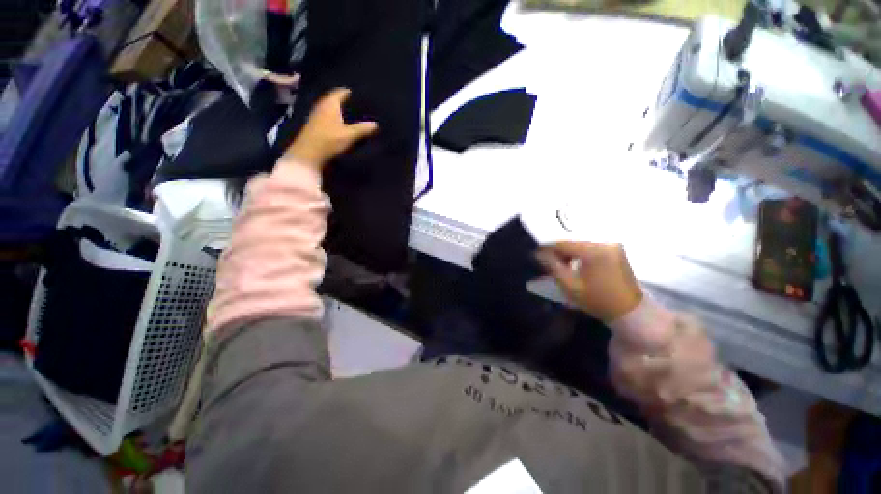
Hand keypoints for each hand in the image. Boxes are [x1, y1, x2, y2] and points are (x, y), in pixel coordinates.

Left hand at [284, 88, 378, 168]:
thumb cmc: (329, 140)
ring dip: (340, 111)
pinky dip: (335, 118)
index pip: (341, 92)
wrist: (308, 154)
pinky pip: (328, 117)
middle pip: (335, 99)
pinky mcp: (315, 125)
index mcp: (330, 103)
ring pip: (331, 109)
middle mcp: (322, 106)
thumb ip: (362, 129)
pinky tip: (342, 125)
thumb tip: (376, 124)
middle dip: (346, 102)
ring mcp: (317, 115)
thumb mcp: (349, 135)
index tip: (361, 96)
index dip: (351, 93)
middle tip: (359, 106)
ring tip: (353, 116)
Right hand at [536, 242, 642, 321]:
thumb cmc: (597, 300)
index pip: (563, 243)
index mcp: (593, 251)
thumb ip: (552, 266)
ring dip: (570, 253)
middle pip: (573, 242)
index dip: (548, 248)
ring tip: (565, 266)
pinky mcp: (617, 250)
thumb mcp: (569, 285)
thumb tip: (539, 253)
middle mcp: (605, 243)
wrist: (630, 312)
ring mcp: (613, 246)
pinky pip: (592, 247)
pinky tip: (578, 264)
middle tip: (551, 263)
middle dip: (560, 251)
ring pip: (582, 244)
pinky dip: (581, 254)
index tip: (538, 255)